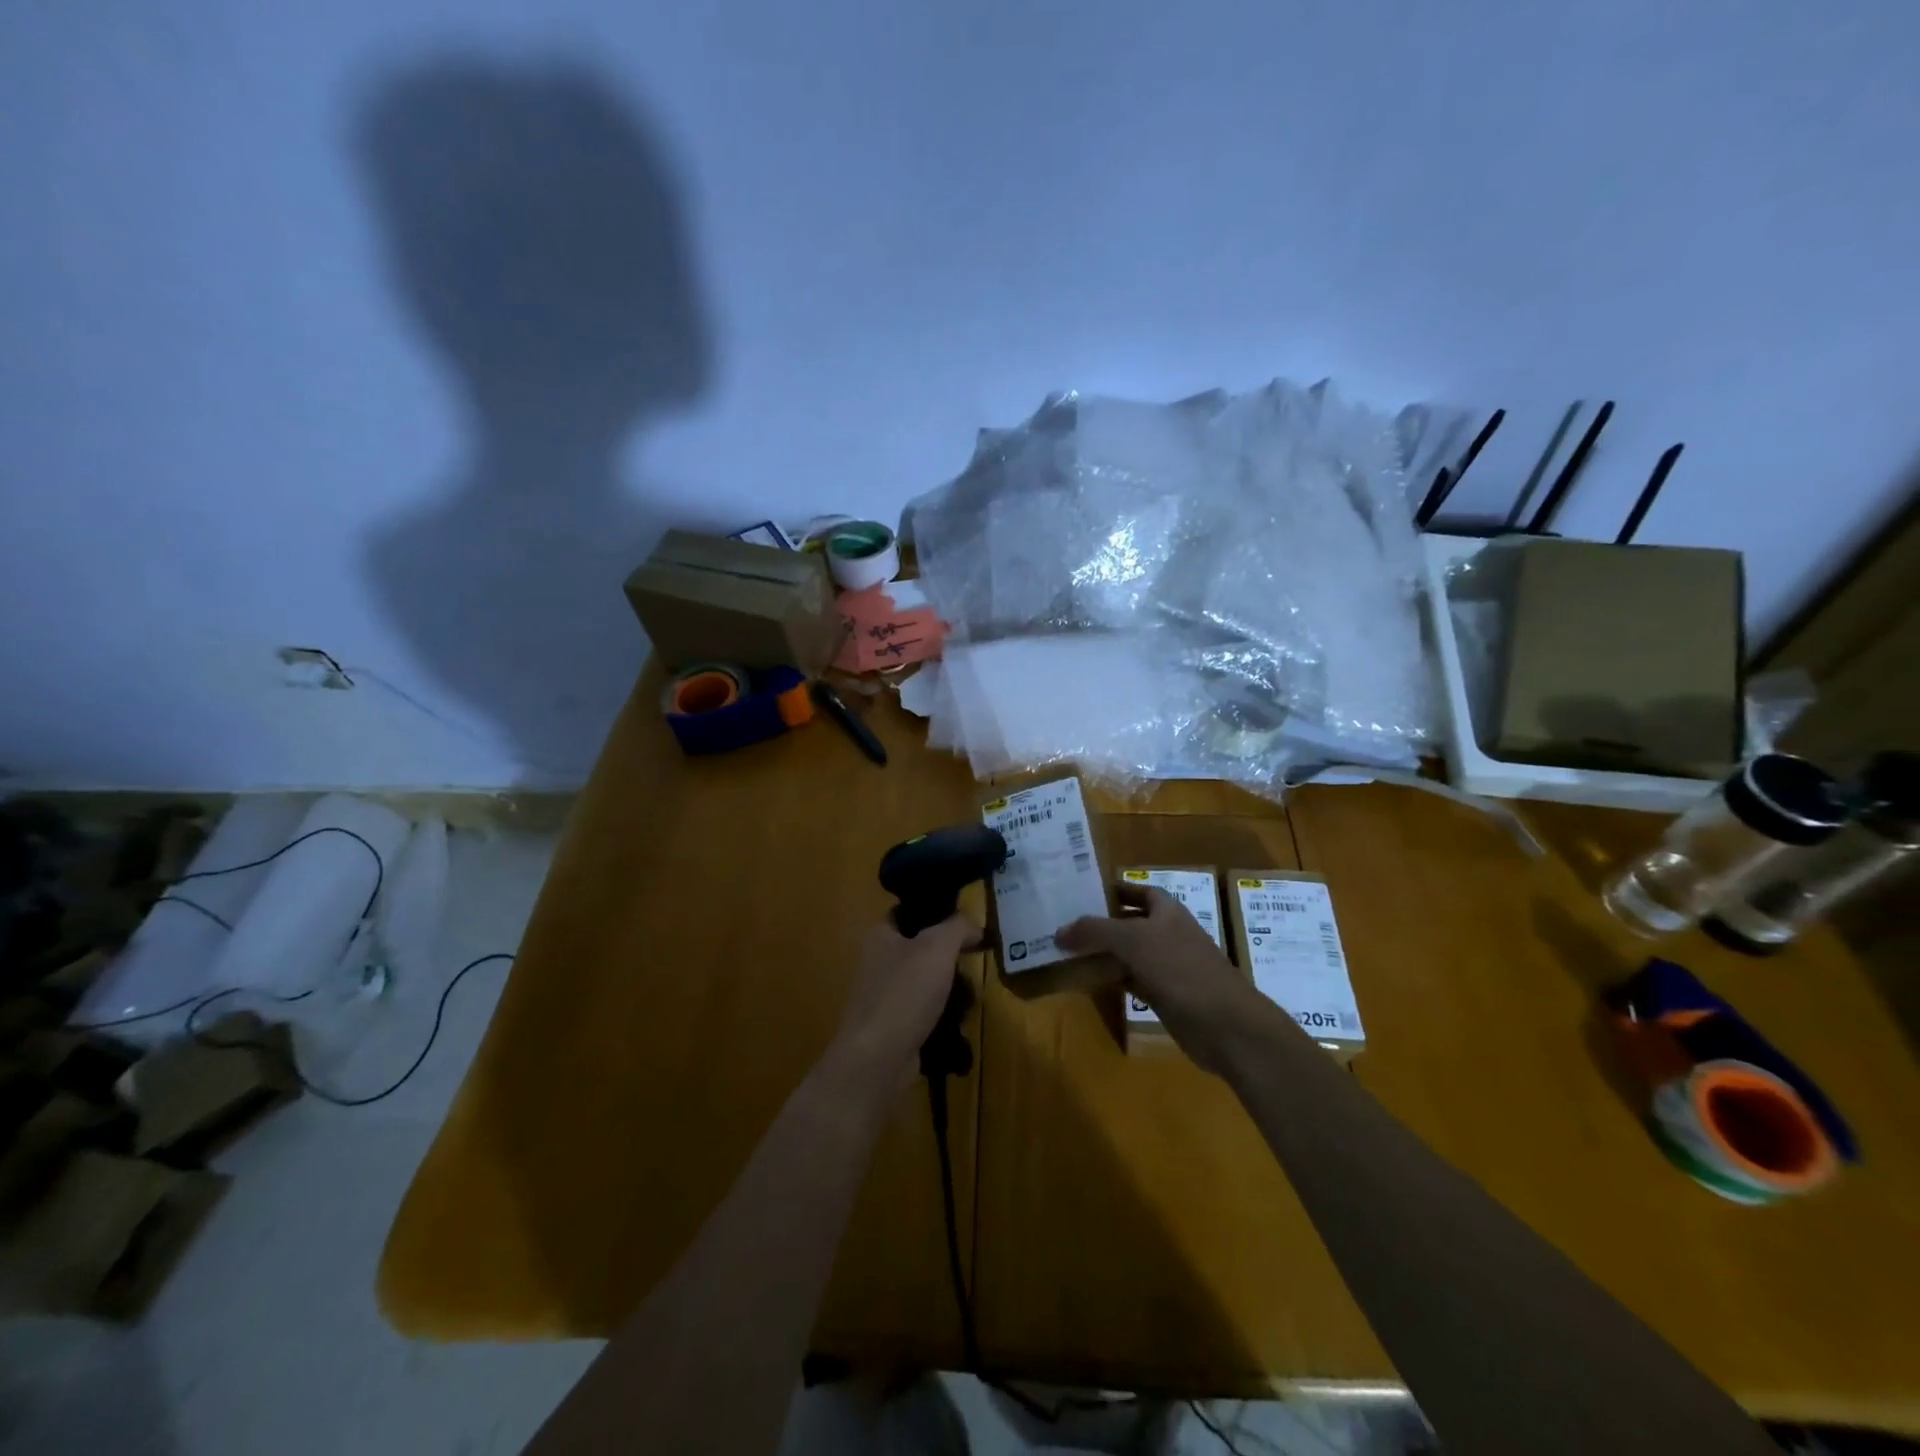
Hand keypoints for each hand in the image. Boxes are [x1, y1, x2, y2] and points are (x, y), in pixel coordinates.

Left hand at [826, 913, 978, 1097]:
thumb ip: (958, 927)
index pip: (910, 912)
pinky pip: (924, 1010)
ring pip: (926, 982)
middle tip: (974, 961)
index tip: (967, 924)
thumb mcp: (937, 947)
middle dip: (949, 956)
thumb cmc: (905, 993)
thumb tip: (974, 926)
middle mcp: (878, 962)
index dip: (938, 913)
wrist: (878, 1059)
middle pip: (922, 949)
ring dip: (949, 988)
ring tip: (971, 995)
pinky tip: (959, 1020)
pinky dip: (942, 1014)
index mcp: (880, 936)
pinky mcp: (893, 1025)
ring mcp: (884, 996)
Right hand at [1057, 884, 1260, 1076]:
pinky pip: (1132, 980)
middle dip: (1100, 924)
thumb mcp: (1132, 940)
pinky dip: (1112, 979)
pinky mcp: (1165, 995)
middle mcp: (1167, 932)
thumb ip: (1094, 931)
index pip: (1135, 890)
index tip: (1080, 894)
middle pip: (1128, 922)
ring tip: (1067, 953)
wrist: (1224, 1024)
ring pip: (1128, 953)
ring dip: (1103, 953)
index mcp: (1167, 910)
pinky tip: (1089, 982)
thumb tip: (1059, 932)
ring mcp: (1168, 965)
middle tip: (1064, 925)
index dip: (1111, 890)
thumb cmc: (1180, 969)